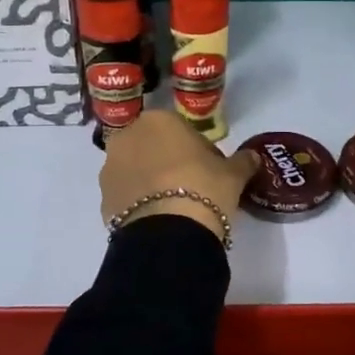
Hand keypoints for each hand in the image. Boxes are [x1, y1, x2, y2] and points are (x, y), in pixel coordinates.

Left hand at [98, 110, 259, 240]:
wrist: (169, 235)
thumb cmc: (203, 188)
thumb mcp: (233, 174)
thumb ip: (243, 161)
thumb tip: (253, 157)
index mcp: (158, 120)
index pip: (181, 129)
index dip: (197, 150)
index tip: (210, 169)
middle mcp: (127, 136)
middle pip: (153, 146)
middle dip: (169, 161)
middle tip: (192, 186)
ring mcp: (110, 169)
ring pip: (136, 170)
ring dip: (150, 181)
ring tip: (174, 206)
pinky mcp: (102, 199)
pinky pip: (126, 195)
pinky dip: (138, 203)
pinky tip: (158, 219)